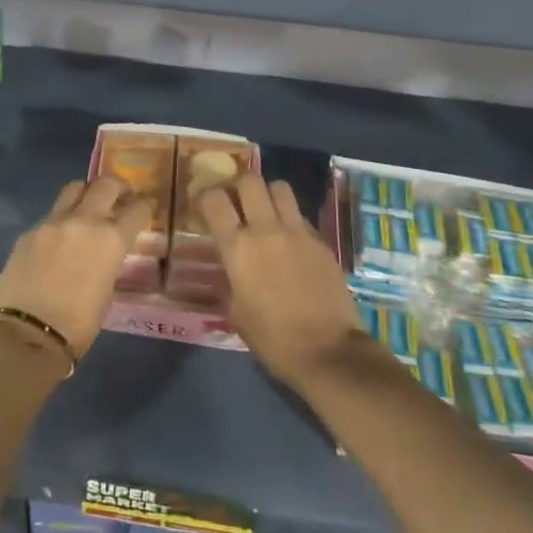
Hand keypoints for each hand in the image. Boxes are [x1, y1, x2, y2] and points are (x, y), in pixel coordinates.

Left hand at [0, 176, 151, 357]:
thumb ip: (108, 260)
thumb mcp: (107, 290)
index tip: (145, 207)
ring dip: (86, 194)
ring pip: (74, 189)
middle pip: (106, 184)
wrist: (28, 334)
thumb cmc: (78, 324)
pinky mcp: (29, 231)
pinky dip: (60, 221)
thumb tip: (103, 251)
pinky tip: (58, 241)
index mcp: (111, 239)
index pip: (138, 208)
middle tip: (120, 197)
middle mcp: (83, 221)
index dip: (145, 206)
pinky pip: (50, 216)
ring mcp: (52, 222)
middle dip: (118, 187)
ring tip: (87, 210)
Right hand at [198, 177, 363, 388]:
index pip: (214, 200)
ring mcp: (298, 232)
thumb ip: (227, 281)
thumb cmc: (273, 338)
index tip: (204, 207)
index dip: (205, 197)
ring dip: (269, 195)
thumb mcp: (236, 313)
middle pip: (250, 181)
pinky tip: (290, 242)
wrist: (328, 351)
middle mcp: (267, 230)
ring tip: (265, 213)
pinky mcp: (322, 241)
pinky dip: (291, 220)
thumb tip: (226, 269)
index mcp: (238, 248)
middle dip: (239, 186)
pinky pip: (301, 216)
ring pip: (280, 188)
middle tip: (236, 203)